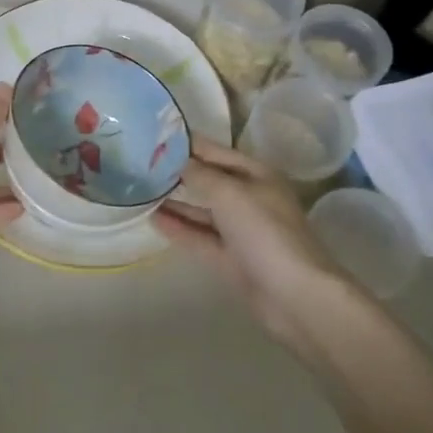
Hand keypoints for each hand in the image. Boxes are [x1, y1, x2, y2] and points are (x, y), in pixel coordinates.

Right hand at [153, 138, 354, 340]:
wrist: (293, 295)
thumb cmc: (264, 232)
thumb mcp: (229, 193)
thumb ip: (199, 174)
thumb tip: (173, 158)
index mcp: (256, 175)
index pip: (215, 151)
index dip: (187, 143)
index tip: (152, 136)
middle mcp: (249, 198)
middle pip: (208, 180)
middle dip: (178, 172)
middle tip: (139, 162)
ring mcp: (240, 231)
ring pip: (202, 210)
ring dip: (175, 201)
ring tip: (140, 190)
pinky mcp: (230, 258)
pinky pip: (200, 237)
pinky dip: (179, 228)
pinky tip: (153, 219)